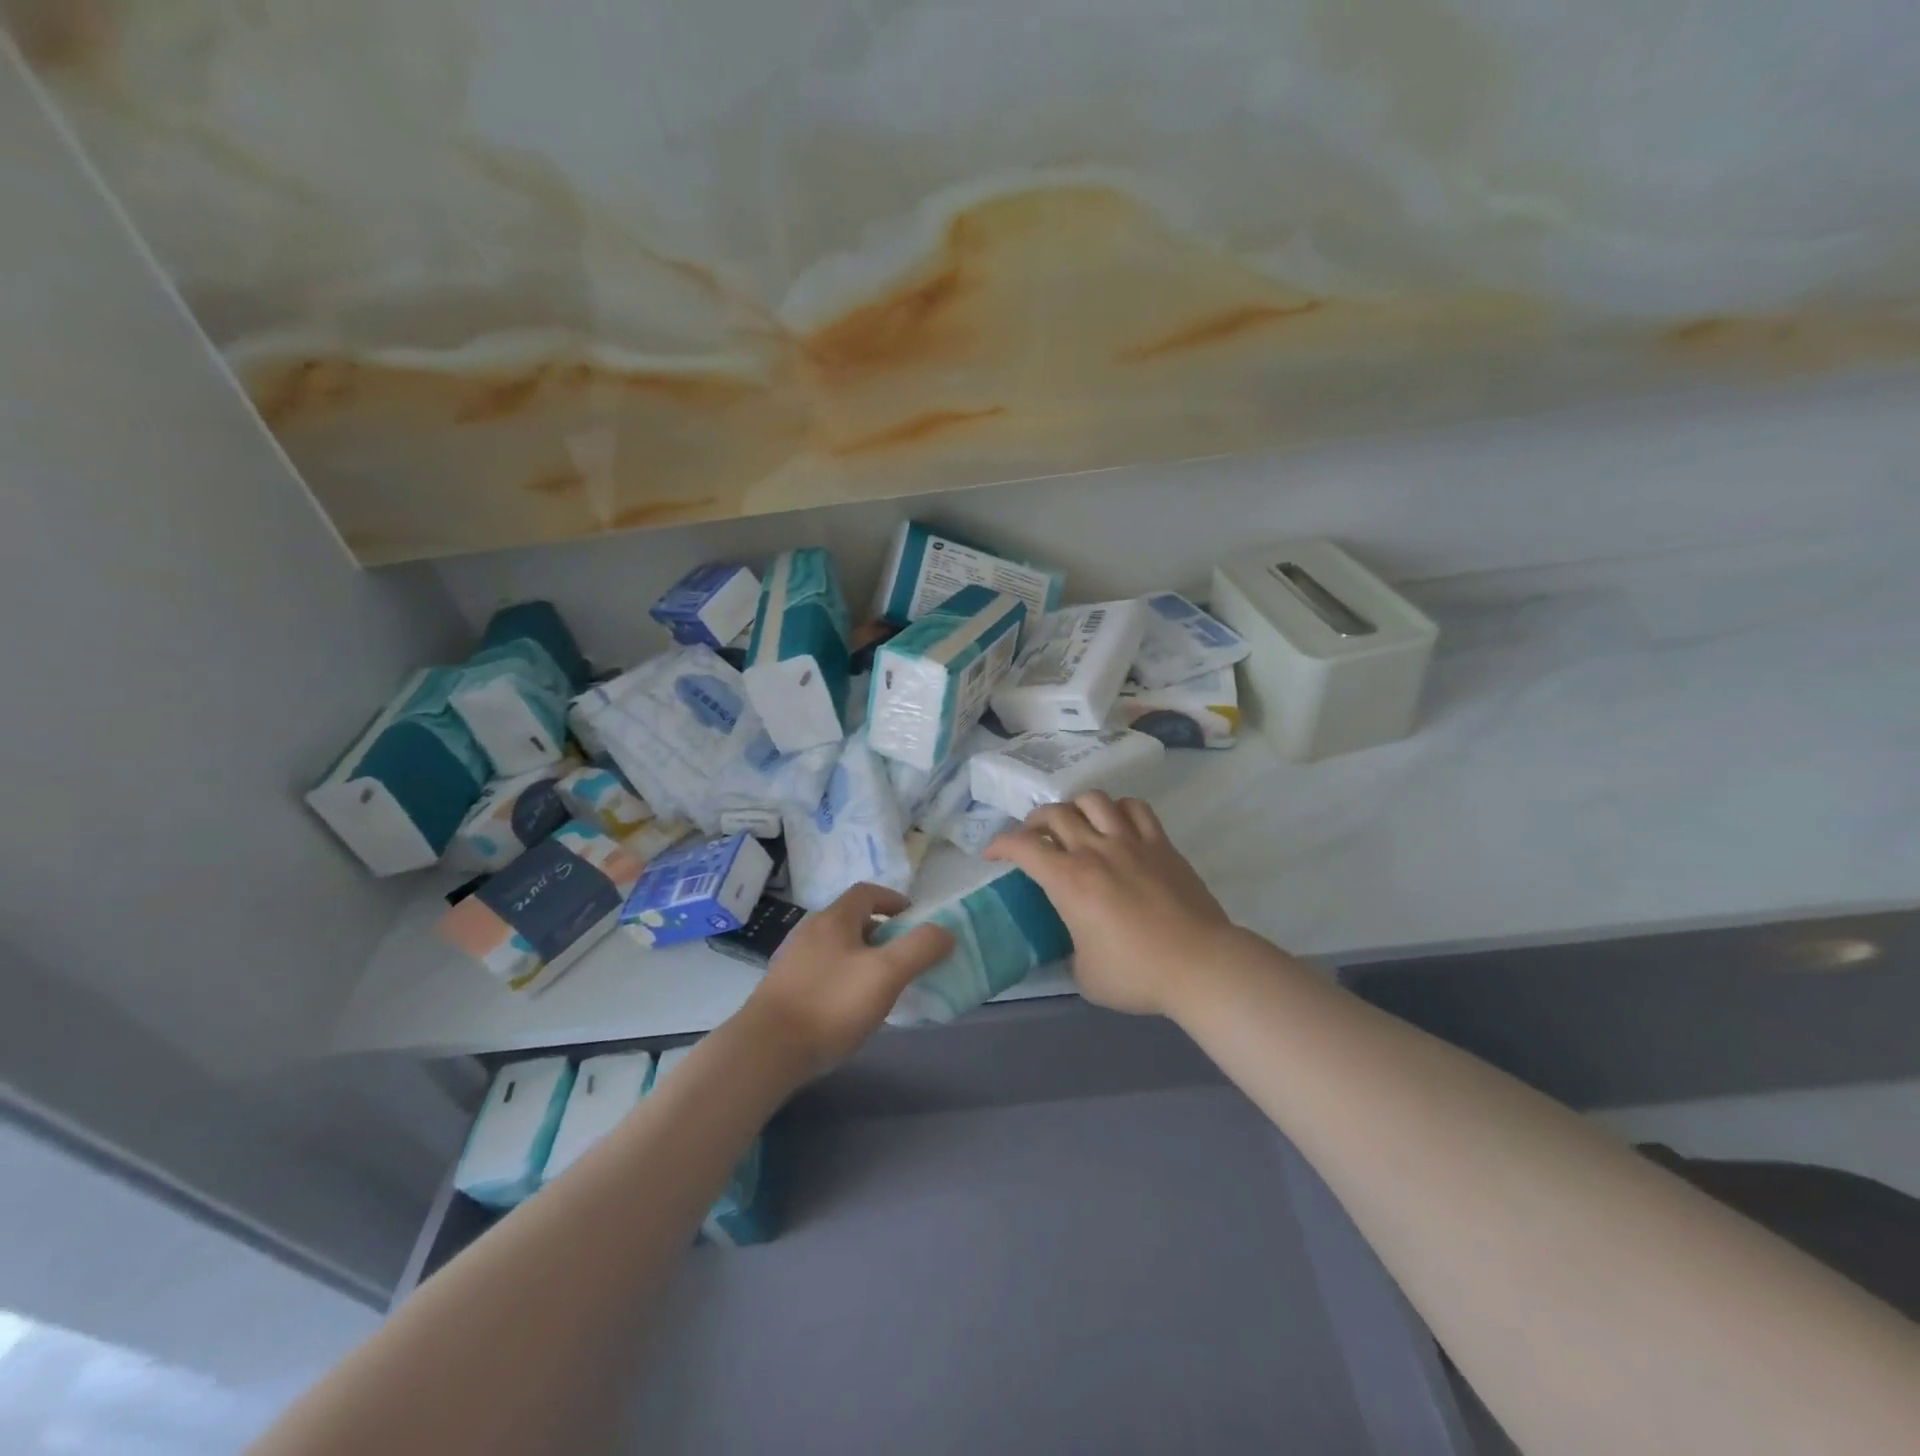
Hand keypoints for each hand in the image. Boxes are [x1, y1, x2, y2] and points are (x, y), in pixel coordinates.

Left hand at [741, 883, 953, 1072]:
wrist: (766, 1050)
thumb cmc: (831, 1004)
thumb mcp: (887, 974)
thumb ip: (920, 948)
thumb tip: (945, 931)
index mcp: (834, 919)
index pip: (867, 892)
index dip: (894, 900)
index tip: (914, 921)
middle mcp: (810, 931)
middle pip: (851, 919)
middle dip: (881, 932)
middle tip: (903, 957)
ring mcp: (793, 960)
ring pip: (836, 947)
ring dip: (861, 957)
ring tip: (880, 985)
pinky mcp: (783, 990)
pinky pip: (821, 972)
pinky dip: (842, 979)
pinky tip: (849, 1009)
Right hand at [985, 793, 1238, 1017]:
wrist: (1199, 965)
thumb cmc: (1137, 974)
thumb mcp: (1084, 974)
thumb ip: (1070, 948)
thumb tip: (1074, 942)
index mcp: (1069, 881)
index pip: (1023, 846)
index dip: (1000, 844)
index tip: (992, 854)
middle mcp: (1095, 851)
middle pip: (1055, 813)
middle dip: (1034, 821)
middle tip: (1033, 838)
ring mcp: (1131, 842)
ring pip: (1093, 800)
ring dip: (1075, 807)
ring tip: (1074, 824)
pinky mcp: (1160, 844)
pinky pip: (1135, 808)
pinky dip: (1118, 808)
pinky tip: (1115, 823)